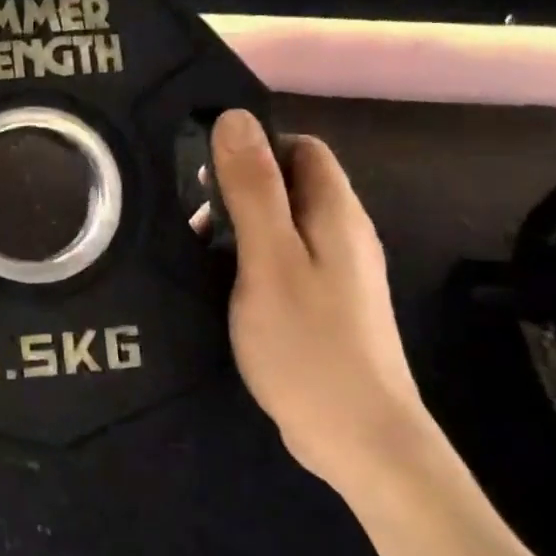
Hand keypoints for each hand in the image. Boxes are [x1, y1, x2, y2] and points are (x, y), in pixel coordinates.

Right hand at [209, 110, 433, 489]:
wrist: (359, 438)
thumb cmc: (308, 342)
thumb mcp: (268, 258)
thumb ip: (252, 188)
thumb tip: (234, 117)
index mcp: (335, 213)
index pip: (301, 148)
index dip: (255, 147)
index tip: (207, 174)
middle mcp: (344, 233)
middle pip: (292, 183)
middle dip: (241, 188)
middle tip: (196, 220)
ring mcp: (339, 272)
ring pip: (286, 223)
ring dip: (242, 225)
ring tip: (200, 253)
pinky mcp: (327, 304)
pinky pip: (286, 258)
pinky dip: (252, 258)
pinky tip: (225, 285)